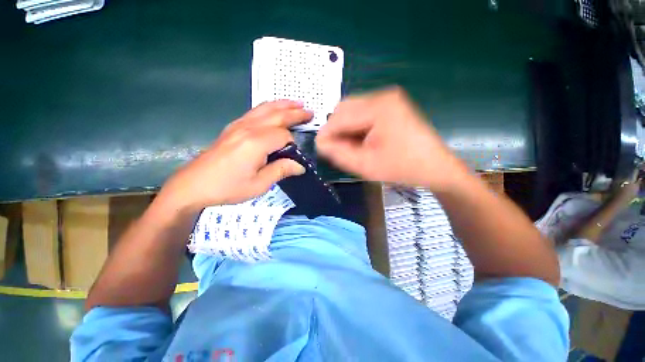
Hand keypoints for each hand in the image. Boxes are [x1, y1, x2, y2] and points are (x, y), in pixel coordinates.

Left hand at [158, 100, 311, 213]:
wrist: (194, 184)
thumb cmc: (228, 187)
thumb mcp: (259, 184)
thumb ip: (281, 171)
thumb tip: (300, 166)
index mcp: (256, 143)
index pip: (284, 136)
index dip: (293, 145)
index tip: (296, 156)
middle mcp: (248, 129)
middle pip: (277, 115)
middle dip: (295, 113)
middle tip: (310, 112)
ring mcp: (239, 125)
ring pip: (265, 108)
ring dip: (283, 105)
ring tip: (296, 103)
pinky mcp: (233, 127)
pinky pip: (254, 111)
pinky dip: (268, 107)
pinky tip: (273, 109)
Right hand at [316, 87, 466, 189]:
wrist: (434, 167)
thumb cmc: (402, 168)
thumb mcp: (366, 165)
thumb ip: (339, 154)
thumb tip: (321, 143)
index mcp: (378, 108)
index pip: (340, 116)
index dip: (326, 133)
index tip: (320, 148)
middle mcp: (382, 96)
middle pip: (344, 108)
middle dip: (336, 129)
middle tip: (336, 149)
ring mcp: (388, 99)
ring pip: (352, 110)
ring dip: (345, 128)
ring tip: (350, 146)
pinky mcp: (390, 105)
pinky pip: (363, 113)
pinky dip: (355, 126)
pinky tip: (360, 140)